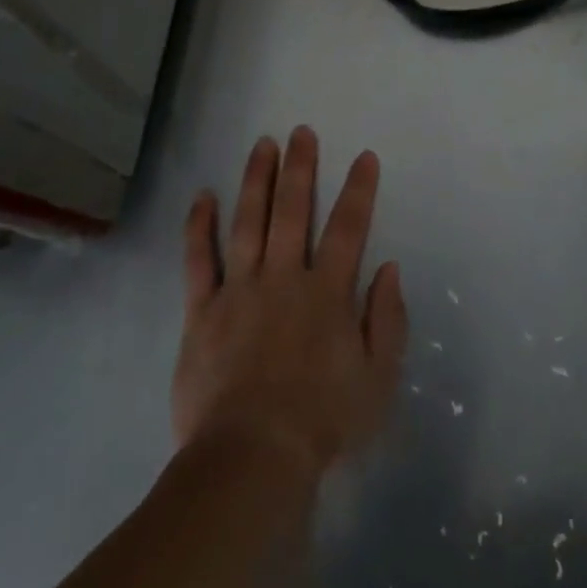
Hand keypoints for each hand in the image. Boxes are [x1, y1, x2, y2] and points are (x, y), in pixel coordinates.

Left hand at [173, 127, 407, 476]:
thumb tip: (388, 268)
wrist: (252, 456)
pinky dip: (199, 225)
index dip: (358, 190)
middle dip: (300, 167)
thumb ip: (387, 319)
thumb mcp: (378, 379)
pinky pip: (198, 259)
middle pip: (292, 210)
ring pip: (248, 221)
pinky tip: (203, 195)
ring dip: (256, 179)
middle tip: (301, 132)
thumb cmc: (323, 421)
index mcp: (327, 293)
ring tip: (262, 144)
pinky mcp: (202, 310)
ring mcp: (239, 289)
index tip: (363, 157)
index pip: (347, 228)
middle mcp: (283, 277)